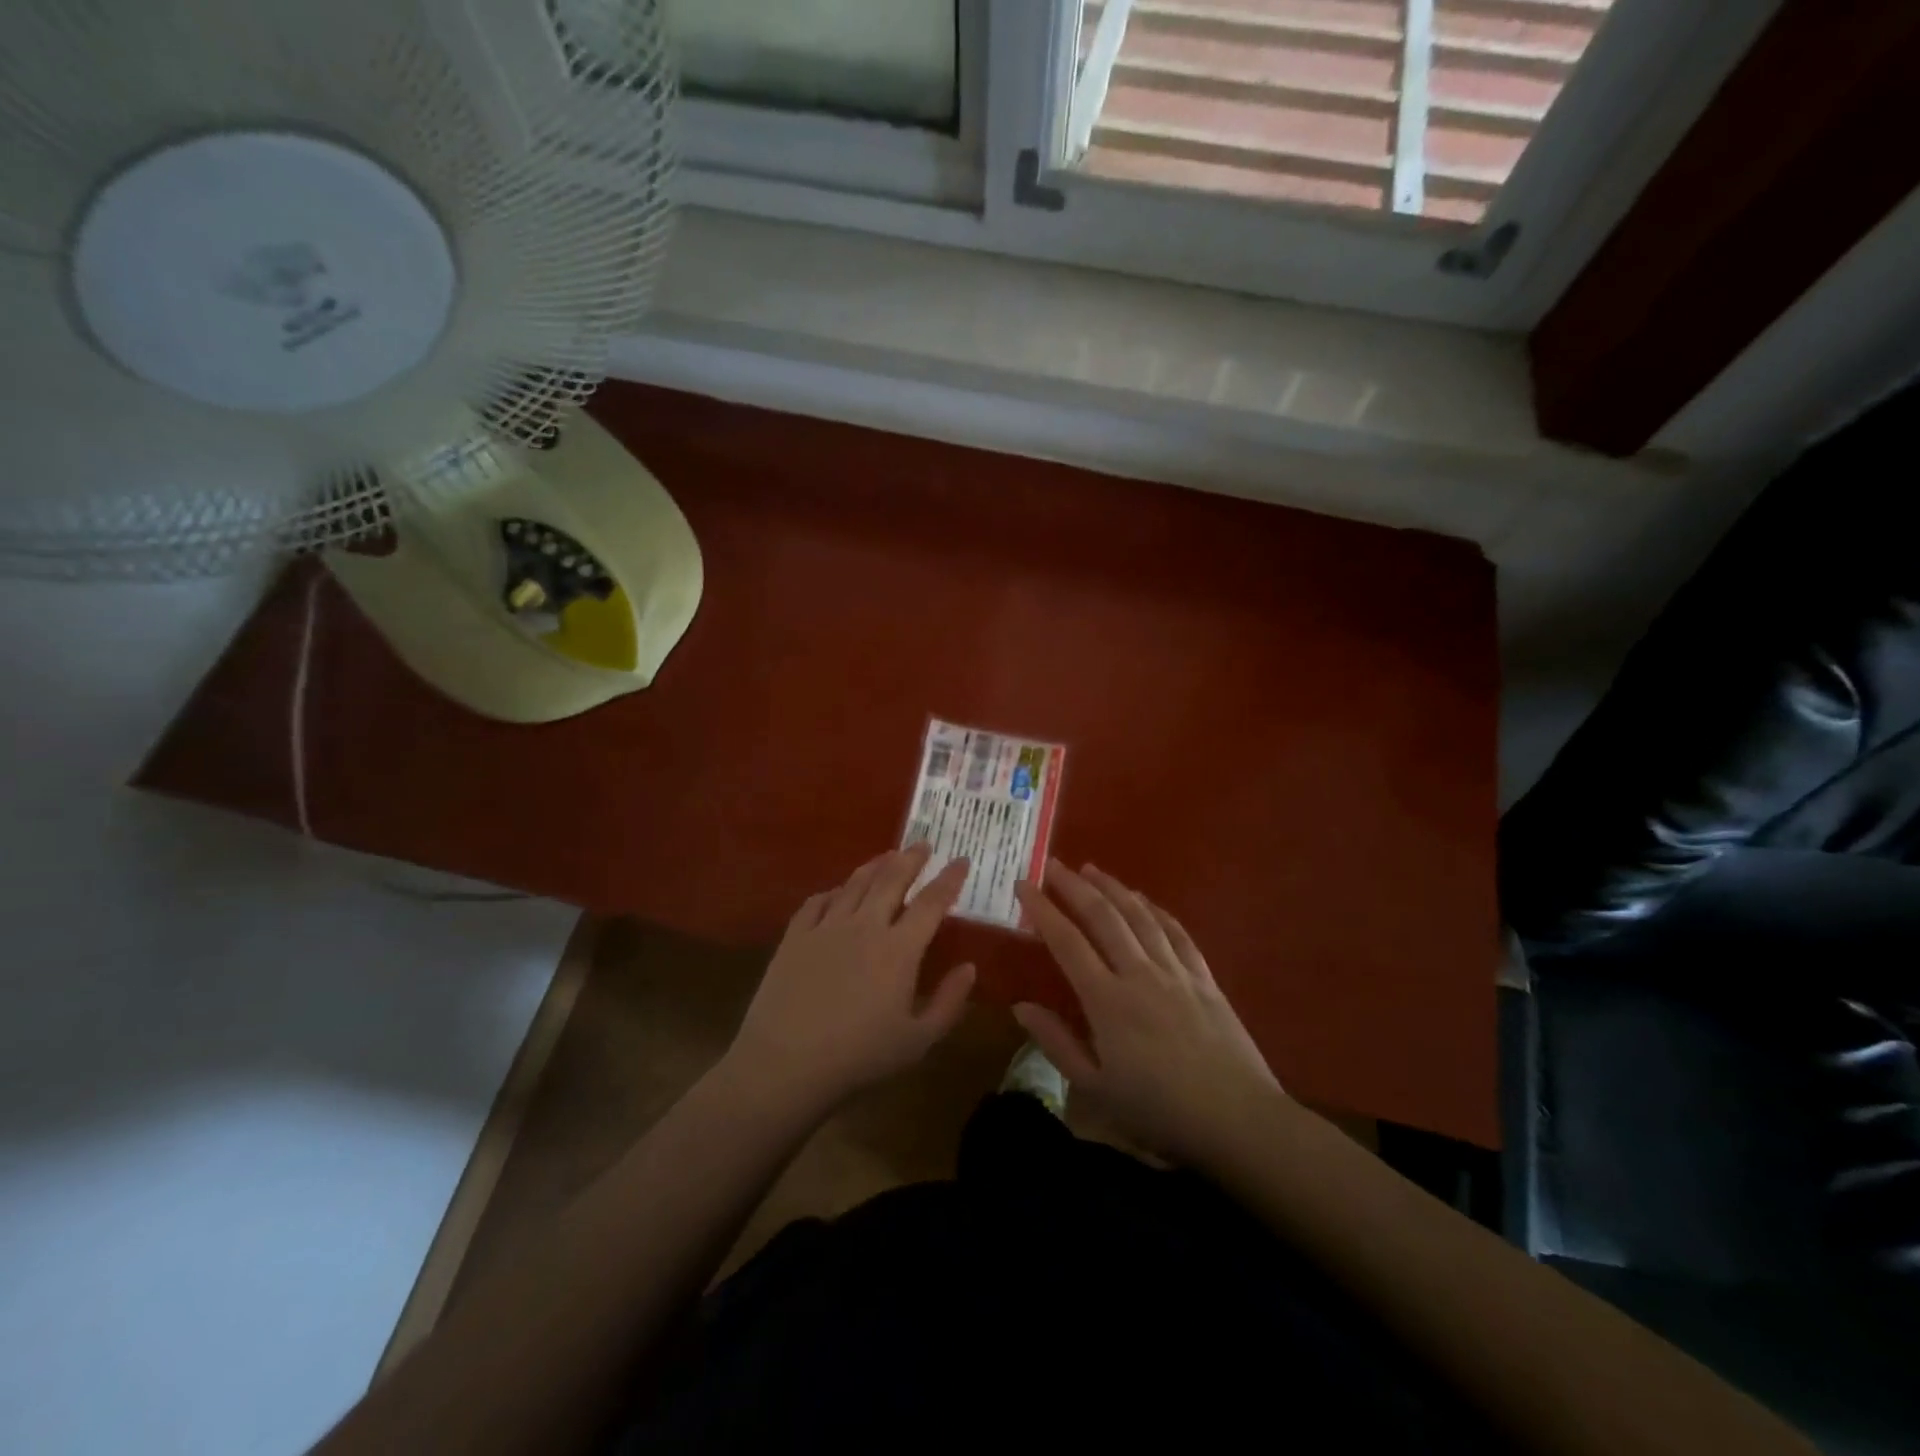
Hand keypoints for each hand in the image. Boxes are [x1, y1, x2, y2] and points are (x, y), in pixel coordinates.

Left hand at [726, 844, 976, 1112]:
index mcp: (899, 950)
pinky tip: (837, 891)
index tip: (961, 861)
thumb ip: (949, 1002)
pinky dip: (833, 891)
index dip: (949, 879)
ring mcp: (826, 928)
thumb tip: (970, 968)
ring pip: (855, 884)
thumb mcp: (918, 1040)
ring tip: (887, 856)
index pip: (931, 902)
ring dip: (875, 866)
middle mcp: (865, 926)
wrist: (786, 1064)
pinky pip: (817, 902)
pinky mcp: (795, 937)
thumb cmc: (859, 1057)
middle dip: (911, 858)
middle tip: (923, 844)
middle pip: (891, 880)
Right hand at [1013, 861, 1282, 1168]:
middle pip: (1103, 917)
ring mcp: (1175, 972)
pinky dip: (1156, 910)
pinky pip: (1177, 932)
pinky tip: (1144, 900)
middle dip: (1074, 887)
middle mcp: (1139, 973)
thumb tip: (1020, 1006)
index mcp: (1106, 1001)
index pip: (1067, 942)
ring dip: (1113, 888)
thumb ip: (1056, 1043)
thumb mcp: (1095, 1089)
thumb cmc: (1159, 1111)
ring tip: (1091, 869)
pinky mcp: (1204, 978)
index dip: (1042, 909)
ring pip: (1139, 916)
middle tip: (1052, 865)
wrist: (1237, 1120)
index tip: (1023, 885)